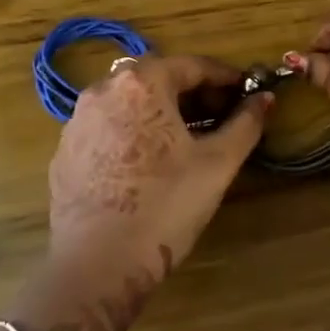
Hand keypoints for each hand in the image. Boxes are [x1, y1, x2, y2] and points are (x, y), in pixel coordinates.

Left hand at [47, 54, 269, 287]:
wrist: (97, 265)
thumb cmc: (166, 206)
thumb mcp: (218, 163)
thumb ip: (245, 124)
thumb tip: (264, 99)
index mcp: (141, 83)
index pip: (192, 65)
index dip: (225, 77)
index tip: (248, 91)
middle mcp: (103, 90)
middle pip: (158, 78)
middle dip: (194, 93)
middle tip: (221, 116)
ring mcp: (78, 120)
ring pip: (130, 102)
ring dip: (162, 111)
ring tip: (188, 139)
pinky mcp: (65, 151)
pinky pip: (109, 127)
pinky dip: (134, 131)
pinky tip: (150, 162)